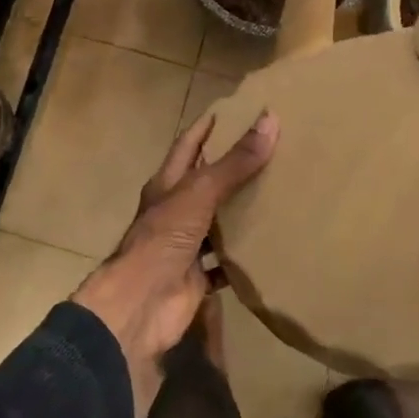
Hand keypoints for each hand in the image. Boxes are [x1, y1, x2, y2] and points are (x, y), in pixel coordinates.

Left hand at [74, 110, 277, 417]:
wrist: (141, 306)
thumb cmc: (163, 239)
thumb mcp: (200, 193)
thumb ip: (235, 162)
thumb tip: (270, 119)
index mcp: (167, 185)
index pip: (188, 147)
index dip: (206, 129)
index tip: (232, 111)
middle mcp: (174, 212)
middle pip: (205, 184)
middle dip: (231, 170)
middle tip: (270, 152)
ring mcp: (184, 246)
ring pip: (216, 223)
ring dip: (239, 213)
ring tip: (277, 196)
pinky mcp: (197, 278)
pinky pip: (225, 264)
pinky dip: (243, 257)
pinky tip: (270, 248)